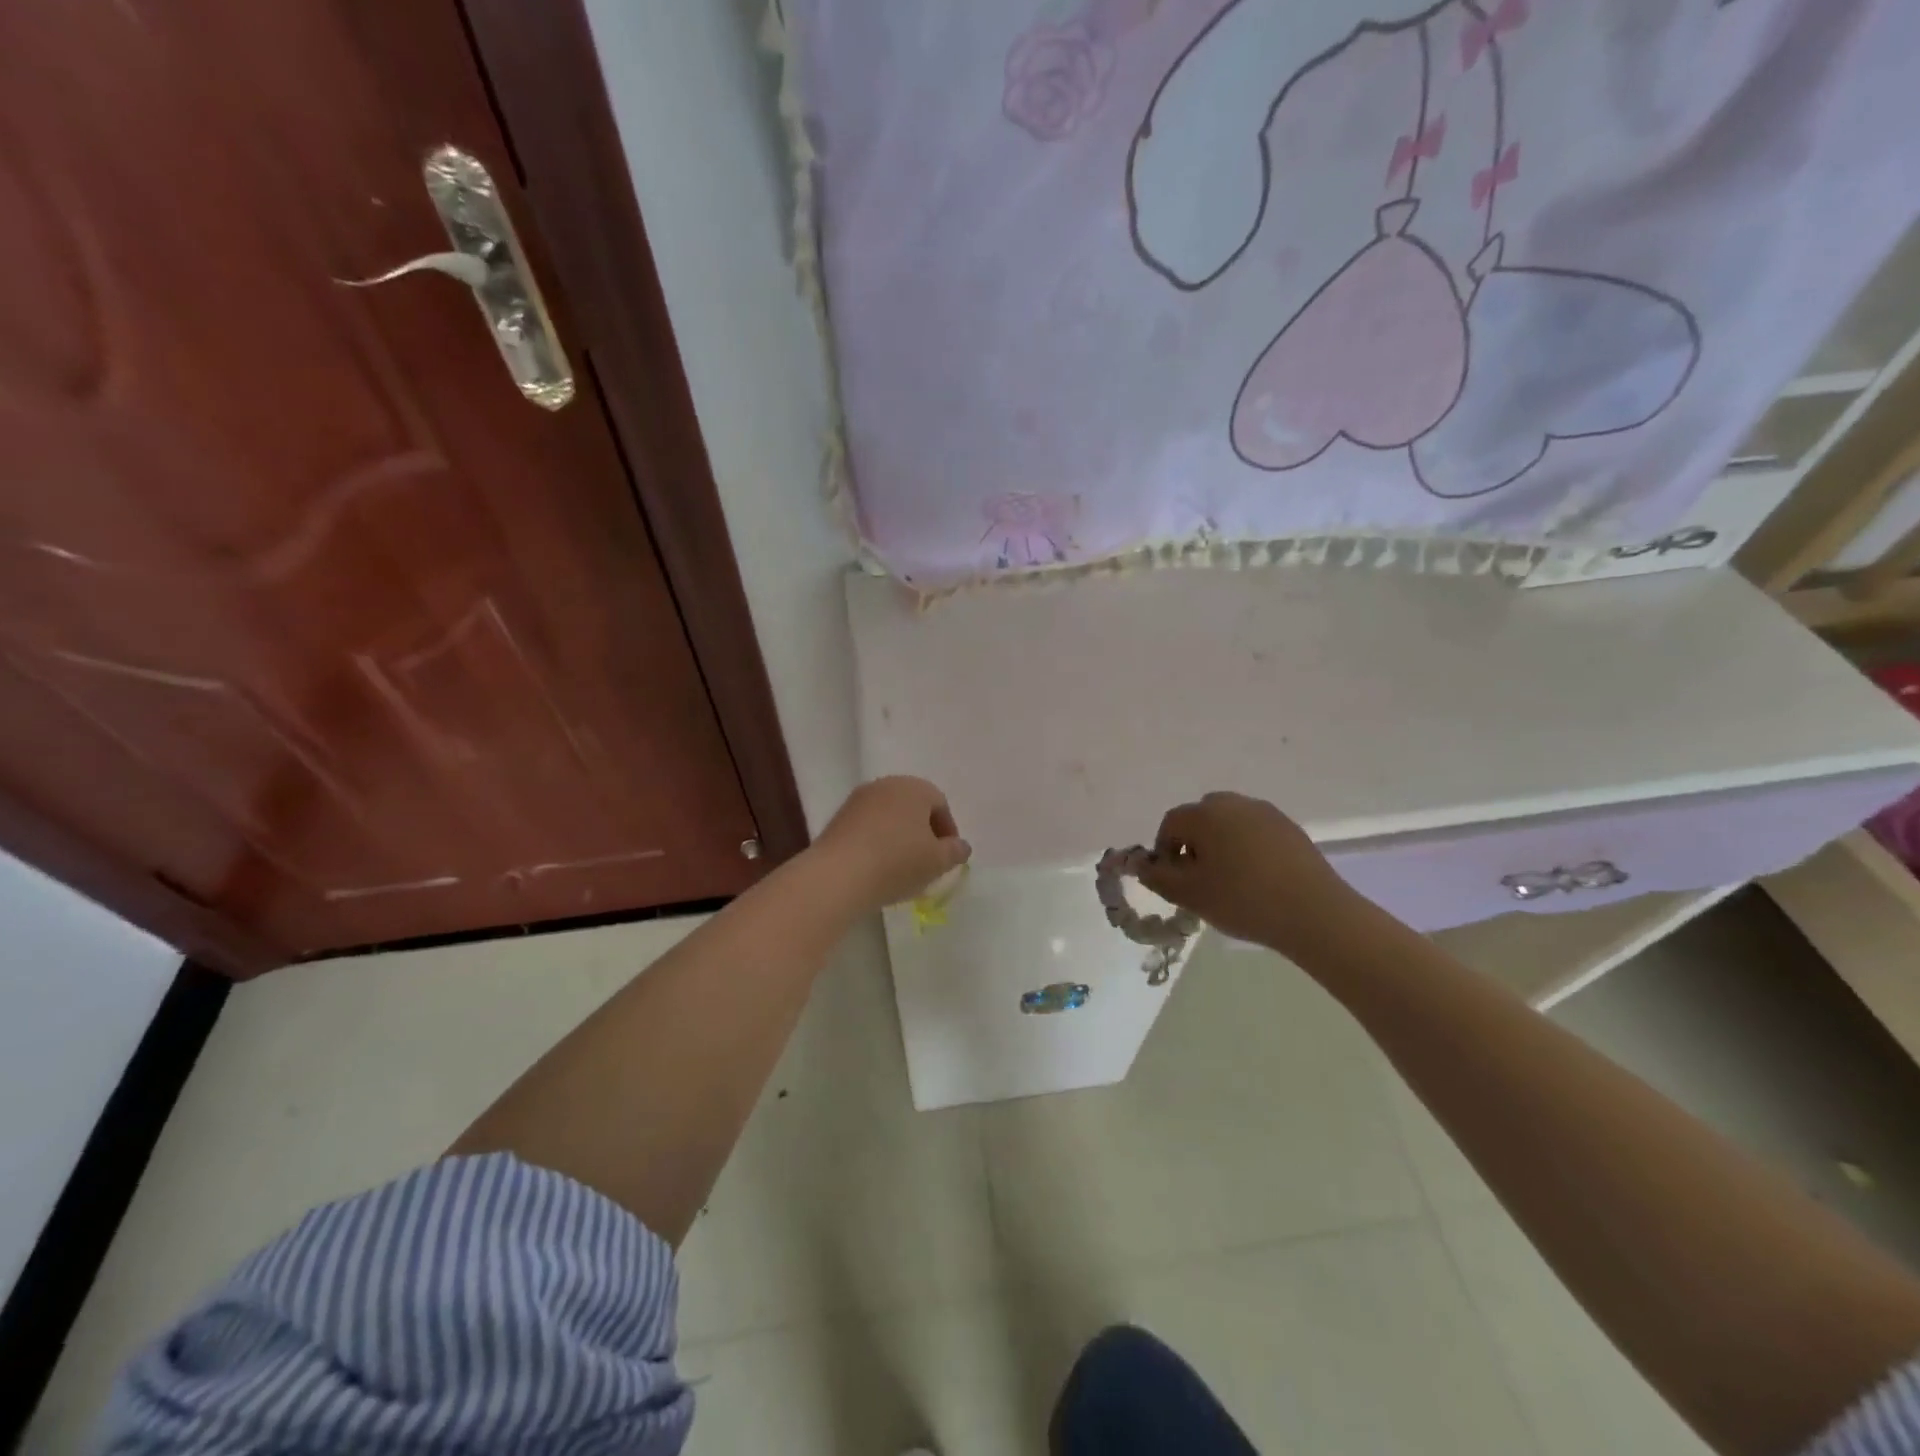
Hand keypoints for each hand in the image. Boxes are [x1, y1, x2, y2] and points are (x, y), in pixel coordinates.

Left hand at [814, 776, 971, 911]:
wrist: (838, 875)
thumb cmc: (897, 862)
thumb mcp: (937, 862)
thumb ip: (955, 851)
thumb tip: (960, 846)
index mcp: (914, 787)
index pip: (940, 804)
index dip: (947, 832)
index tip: (947, 857)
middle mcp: (885, 785)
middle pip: (912, 807)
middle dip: (923, 832)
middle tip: (927, 861)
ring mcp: (858, 800)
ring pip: (888, 817)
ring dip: (898, 838)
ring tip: (901, 869)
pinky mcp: (837, 819)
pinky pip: (867, 828)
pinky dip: (877, 843)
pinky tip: (876, 868)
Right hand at [1136, 791, 1363, 952]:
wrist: (1315, 913)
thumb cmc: (1242, 900)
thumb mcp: (1189, 895)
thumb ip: (1157, 877)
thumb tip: (1141, 864)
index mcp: (1205, 814)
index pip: (1170, 824)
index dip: (1164, 852)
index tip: (1173, 881)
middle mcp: (1234, 803)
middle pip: (1200, 819)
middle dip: (1192, 845)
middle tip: (1199, 880)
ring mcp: (1266, 813)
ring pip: (1229, 824)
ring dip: (1220, 845)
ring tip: (1229, 882)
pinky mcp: (1290, 828)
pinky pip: (1254, 832)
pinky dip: (1246, 849)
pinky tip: (1257, 880)